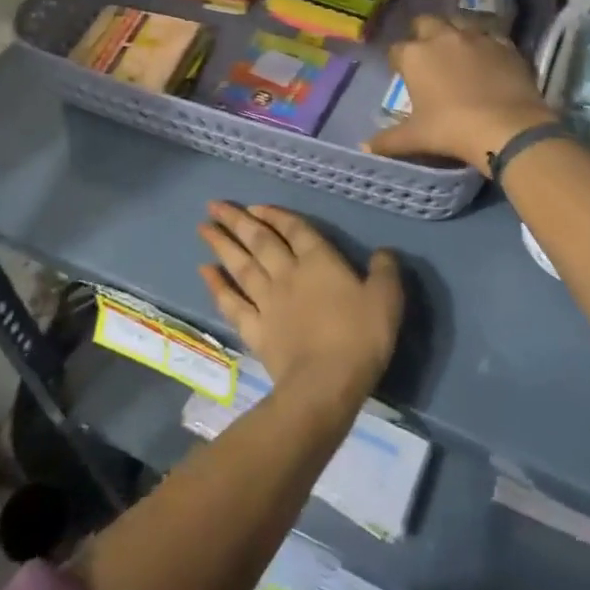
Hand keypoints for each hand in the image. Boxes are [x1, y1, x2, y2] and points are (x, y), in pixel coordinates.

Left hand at [197, 202, 402, 414]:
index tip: (256, 206)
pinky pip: (231, 303)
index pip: (295, 229)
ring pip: (240, 266)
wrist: (325, 384)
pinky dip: (217, 286)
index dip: (275, 215)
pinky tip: (205, 272)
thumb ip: (385, 272)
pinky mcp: (255, 329)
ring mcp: (267, 301)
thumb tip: (384, 253)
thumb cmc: (359, 337)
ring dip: (221, 245)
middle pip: (259, 241)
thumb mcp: (386, 299)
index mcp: (319, 262)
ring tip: (203, 228)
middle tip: (214, 205)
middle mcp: (288, 274)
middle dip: (237, 221)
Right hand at [366, 16, 555, 173]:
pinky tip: (488, 60)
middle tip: (427, 56)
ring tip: (458, 53)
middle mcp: (443, 37)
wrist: (507, 127)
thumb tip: (365, 148)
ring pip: (460, 23)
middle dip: (423, 35)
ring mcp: (476, 37)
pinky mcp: (505, 44)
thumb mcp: (416, 137)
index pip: (396, 50)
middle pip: (426, 22)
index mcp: (415, 55)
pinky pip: (490, 36)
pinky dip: (485, 44)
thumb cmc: (452, 130)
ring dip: (454, 33)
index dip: (398, 62)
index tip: (402, 75)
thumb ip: (388, 140)